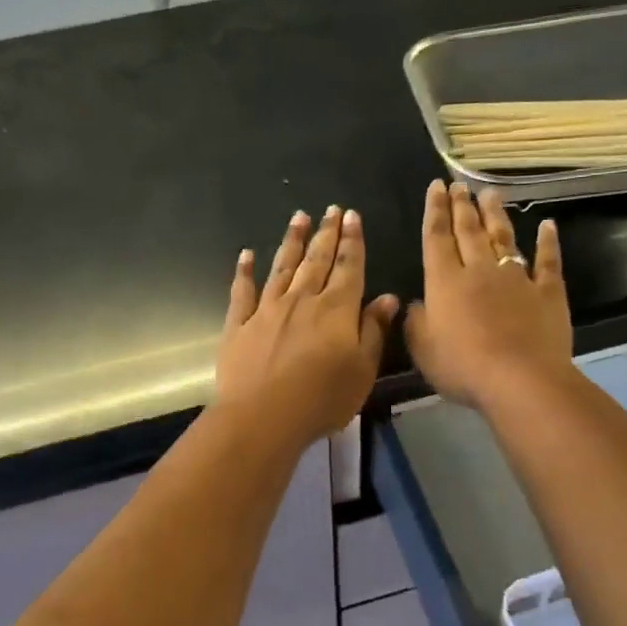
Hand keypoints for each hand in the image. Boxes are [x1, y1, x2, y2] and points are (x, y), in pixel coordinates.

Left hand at [217, 206, 399, 446]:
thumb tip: (387, 298)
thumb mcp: (362, 370)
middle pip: (316, 260)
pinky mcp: (239, 325)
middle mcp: (302, 300)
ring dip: (292, 241)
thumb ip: (373, 331)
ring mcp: (267, 310)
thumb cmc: (322, 399)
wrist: (262, 417)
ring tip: (299, 217)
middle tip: (331, 209)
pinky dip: (245, 271)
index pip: (348, 267)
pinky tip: (247, 255)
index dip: (352, 241)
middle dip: (326, 233)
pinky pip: (242, 291)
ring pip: (282, 267)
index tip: (352, 216)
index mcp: (336, 310)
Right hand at [405, 181, 571, 408]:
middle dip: (461, 206)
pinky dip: (548, 242)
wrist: (520, 380)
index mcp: (445, 282)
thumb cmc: (462, 366)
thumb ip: (415, 321)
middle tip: (458, 184)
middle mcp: (479, 271)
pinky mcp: (547, 293)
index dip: (435, 211)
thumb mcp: (422, 348)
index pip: (437, 238)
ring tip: (489, 193)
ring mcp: (516, 279)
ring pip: (503, 238)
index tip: (436, 187)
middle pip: (469, 231)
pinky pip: (547, 261)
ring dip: (495, 215)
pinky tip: (547, 226)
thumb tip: (415, 303)